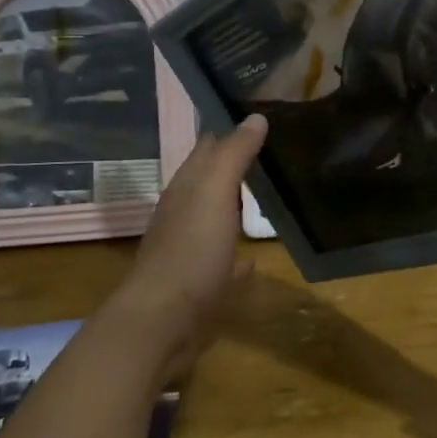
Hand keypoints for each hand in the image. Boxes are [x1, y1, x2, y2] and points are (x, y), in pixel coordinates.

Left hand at [104, 115, 268, 378]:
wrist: (163, 322)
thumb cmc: (191, 250)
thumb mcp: (215, 192)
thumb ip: (234, 154)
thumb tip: (255, 116)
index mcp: (186, 188)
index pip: (207, 146)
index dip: (230, 129)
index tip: (261, 115)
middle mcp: (184, 213)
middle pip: (210, 181)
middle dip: (235, 164)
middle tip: (273, 150)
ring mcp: (189, 250)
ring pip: (214, 218)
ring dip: (234, 206)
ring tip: (269, 196)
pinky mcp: (199, 285)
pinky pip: (222, 262)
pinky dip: (237, 255)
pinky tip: (254, 259)